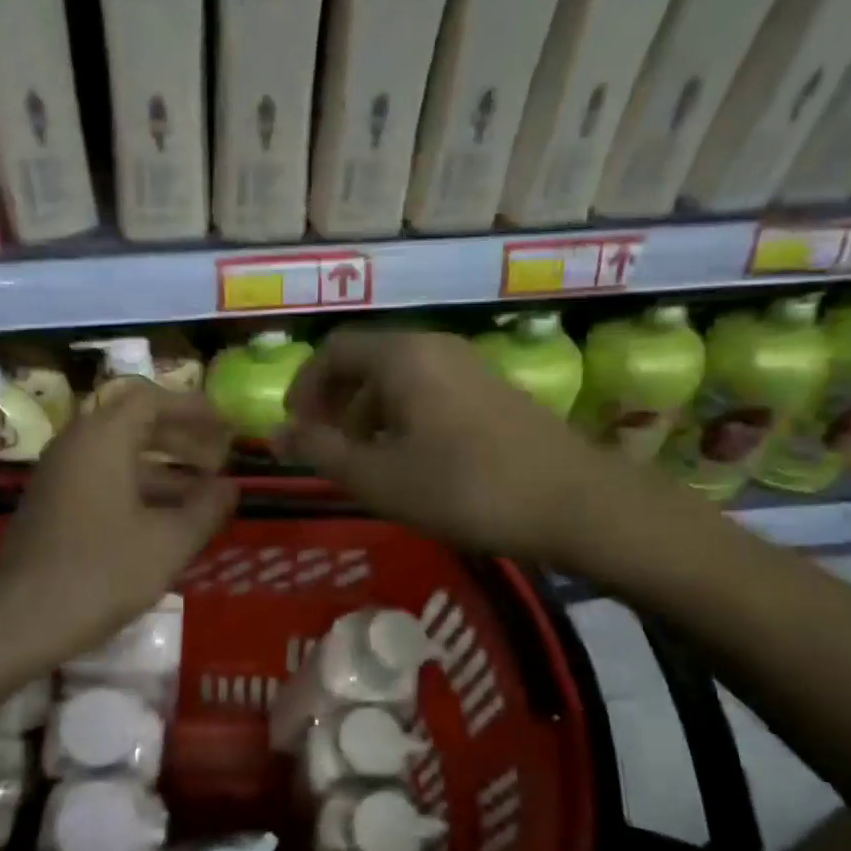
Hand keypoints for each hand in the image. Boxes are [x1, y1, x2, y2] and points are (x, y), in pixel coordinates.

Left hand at [0, 380, 236, 658]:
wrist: (15, 622)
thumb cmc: (99, 574)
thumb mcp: (168, 543)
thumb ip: (206, 508)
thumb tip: (229, 486)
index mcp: (103, 438)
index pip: (152, 398)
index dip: (194, 409)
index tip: (227, 429)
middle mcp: (77, 444)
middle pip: (135, 422)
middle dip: (182, 437)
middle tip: (220, 459)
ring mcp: (60, 474)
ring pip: (119, 453)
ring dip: (163, 465)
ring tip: (202, 493)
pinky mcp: (53, 504)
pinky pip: (103, 477)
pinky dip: (138, 486)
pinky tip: (165, 519)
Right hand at [274, 328, 701, 582]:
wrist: (577, 504)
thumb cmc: (464, 488)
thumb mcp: (378, 477)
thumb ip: (320, 451)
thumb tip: (273, 434)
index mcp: (402, 356)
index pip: (333, 351)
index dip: (304, 388)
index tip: (296, 431)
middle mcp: (435, 347)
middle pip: (365, 362)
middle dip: (336, 404)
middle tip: (327, 450)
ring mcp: (469, 367)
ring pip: (399, 380)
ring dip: (369, 415)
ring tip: (368, 464)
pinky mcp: (493, 392)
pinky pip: (430, 393)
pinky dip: (404, 420)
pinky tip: (413, 463)